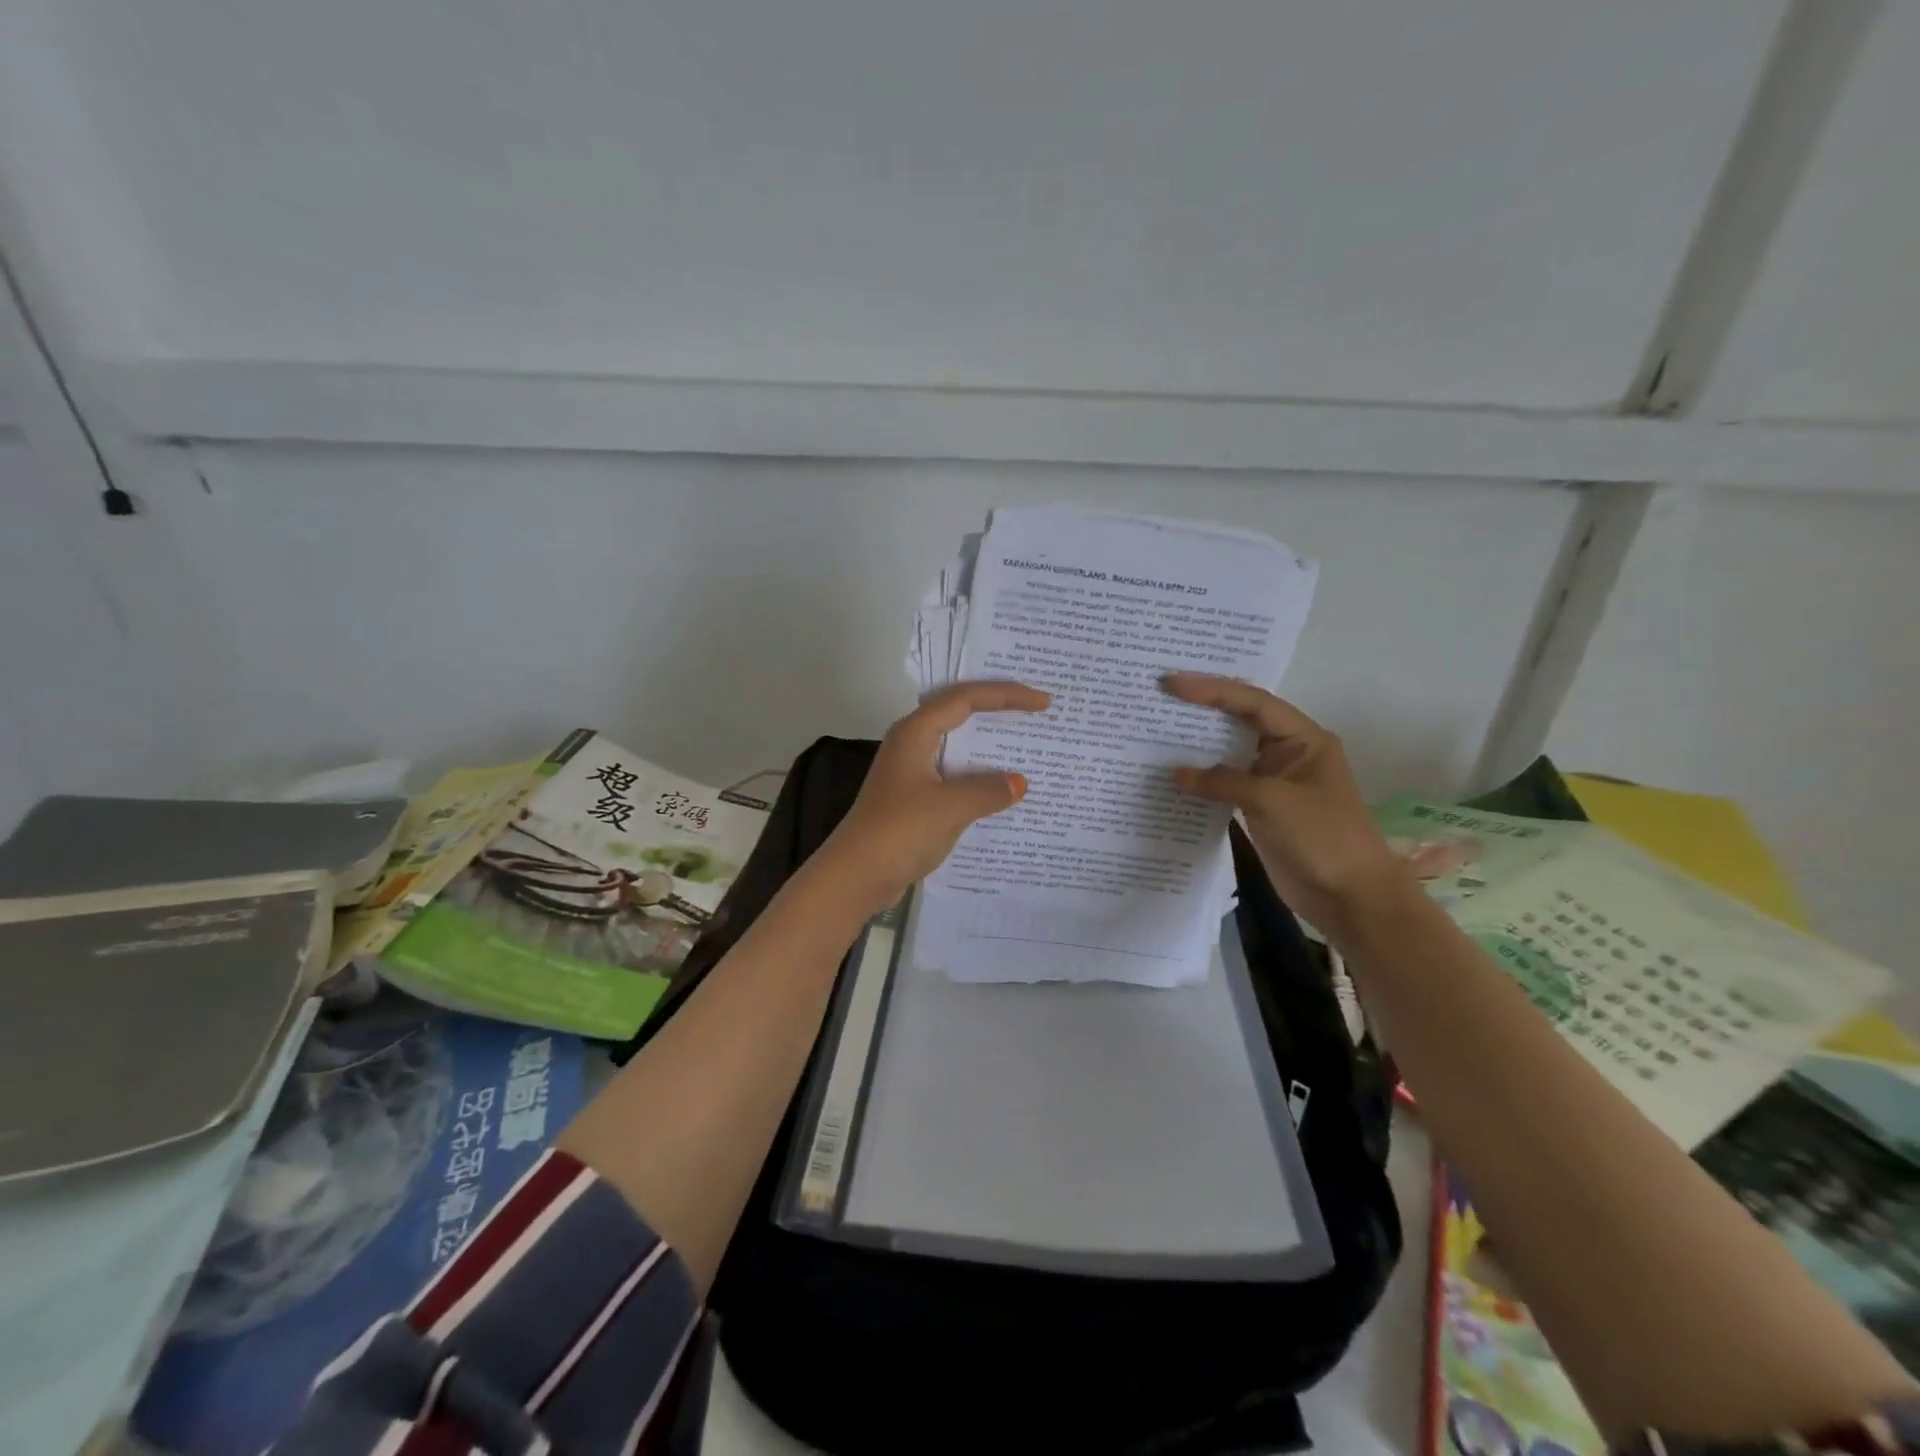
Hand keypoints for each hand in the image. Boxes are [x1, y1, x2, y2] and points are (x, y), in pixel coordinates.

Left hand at [815, 680, 1051, 913]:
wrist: (856, 876)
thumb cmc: (900, 831)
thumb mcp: (951, 807)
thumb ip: (989, 790)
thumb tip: (1019, 783)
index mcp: (915, 733)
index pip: (965, 698)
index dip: (1006, 695)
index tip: (1042, 703)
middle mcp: (912, 744)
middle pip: (960, 713)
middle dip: (997, 709)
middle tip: (1036, 709)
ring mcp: (912, 772)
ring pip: (957, 746)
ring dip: (989, 745)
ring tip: (1027, 744)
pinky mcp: (915, 798)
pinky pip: (955, 775)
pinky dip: (979, 777)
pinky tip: (1003, 789)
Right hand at [1163, 673, 1407, 929]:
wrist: (1349, 896)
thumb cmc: (1322, 837)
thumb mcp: (1271, 801)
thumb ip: (1222, 782)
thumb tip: (1177, 773)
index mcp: (1304, 739)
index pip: (1253, 703)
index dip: (1212, 690)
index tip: (1172, 683)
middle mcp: (1288, 753)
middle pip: (1240, 721)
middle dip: (1203, 709)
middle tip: (1160, 697)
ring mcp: (1274, 781)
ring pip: (1230, 753)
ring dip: (1198, 745)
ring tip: (1157, 730)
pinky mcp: (1261, 808)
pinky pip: (1226, 784)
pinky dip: (1202, 779)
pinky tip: (1174, 775)